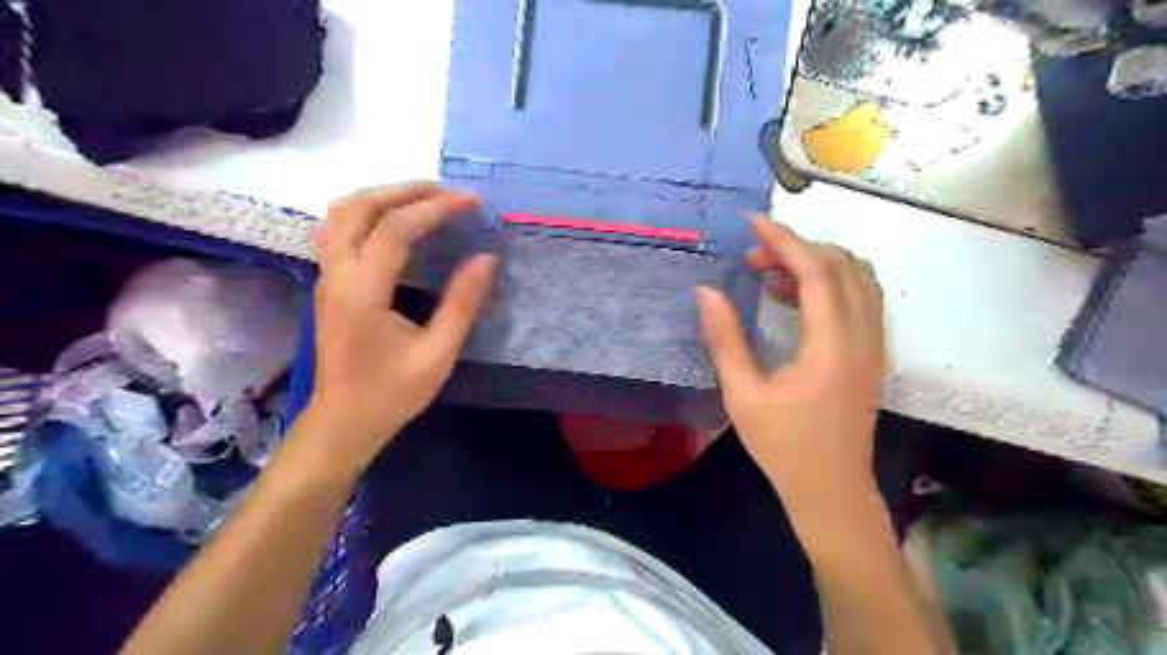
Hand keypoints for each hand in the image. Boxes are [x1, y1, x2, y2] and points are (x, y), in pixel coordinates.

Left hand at [302, 183, 492, 471]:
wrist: (343, 422)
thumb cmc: (392, 393)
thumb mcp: (438, 354)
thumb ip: (462, 304)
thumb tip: (485, 258)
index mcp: (363, 292)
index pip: (396, 229)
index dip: (436, 209)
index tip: (472, 203)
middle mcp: (337, 274)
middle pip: (359, 207)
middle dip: (405, 190)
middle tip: (447, 192)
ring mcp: (326, 277)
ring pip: (341, 213)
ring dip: (381, 197)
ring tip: (422, 199)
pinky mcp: (328, 284)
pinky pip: (338, 229)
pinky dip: (367, 212)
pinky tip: (393, 222)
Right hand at [702, 219, 885, 525]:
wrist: (832, 491)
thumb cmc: (784, 447)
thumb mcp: (743, 394)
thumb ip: (725, 338)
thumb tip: (706, 291)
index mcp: (832, 346)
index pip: (816, 272)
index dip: (783, 240)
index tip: (751, 223)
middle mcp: (862, 337)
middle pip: (842, 266)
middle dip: (796, 249)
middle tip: (752, 260)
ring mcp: (873, 345)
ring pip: (856, 280)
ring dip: (815, 265)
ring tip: (769, 278)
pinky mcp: (870, 355)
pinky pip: (858, 300)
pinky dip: (828, 286)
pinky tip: (792, 301)